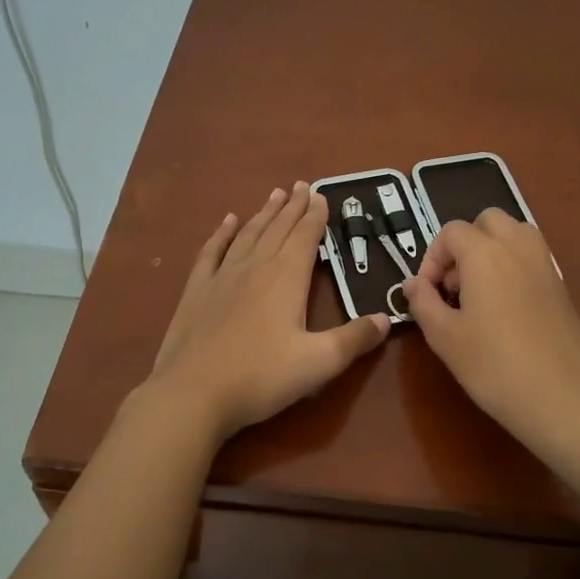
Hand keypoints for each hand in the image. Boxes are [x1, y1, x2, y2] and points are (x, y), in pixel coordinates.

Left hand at [150, 182, 390, 437]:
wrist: (192, 393)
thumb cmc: (260, 377)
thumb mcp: (319, 363)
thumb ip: (354, 339)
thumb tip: (387, 317)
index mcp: (286, 279)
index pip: (305, 237)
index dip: (316, 215)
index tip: (322, 195)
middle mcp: (255, 267)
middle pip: (278, 229)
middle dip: (293, 207)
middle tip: (302, 185)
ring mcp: (222, 277)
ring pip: (248, 235)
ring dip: (264, 214)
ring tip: (275, 195)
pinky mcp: (197, 291)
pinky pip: (212, 251)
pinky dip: (222, 234)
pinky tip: (228, 221)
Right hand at [400, 209, 579, 449]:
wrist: (564, 397)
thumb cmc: (495, 366)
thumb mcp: (445, 337)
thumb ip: (423, 303)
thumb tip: (412, 284)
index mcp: (485, 253)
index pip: (451, 232)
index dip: (432, 258)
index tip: (427, 294)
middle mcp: (518, 247)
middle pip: (487, 222)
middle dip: (464, 244)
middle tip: (454, 286)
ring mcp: (545, 264)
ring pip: (514, 234)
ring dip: (491, 251)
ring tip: (479, 293)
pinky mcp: (561, 285)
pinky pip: (531, 258)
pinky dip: (513, 267)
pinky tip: (505, 310)